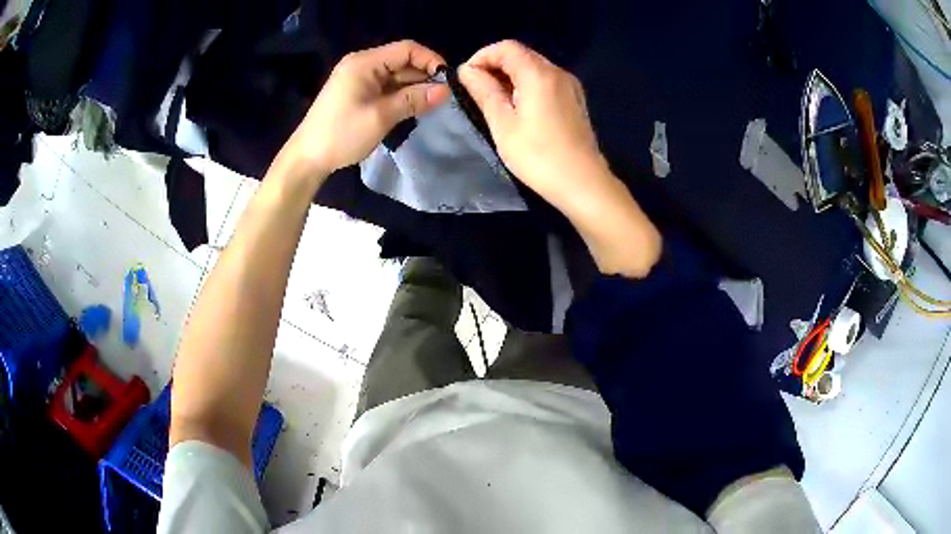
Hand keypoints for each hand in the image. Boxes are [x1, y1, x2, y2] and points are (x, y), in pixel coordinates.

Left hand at [272, 40, 450, 182]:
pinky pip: (387, 87)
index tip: (447, 81)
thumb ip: (414, 100)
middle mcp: (363, 64)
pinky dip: (402, 96)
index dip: (430, 60)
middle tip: (444, 98)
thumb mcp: (381, 116)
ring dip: (414, 88)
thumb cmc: (342, 134)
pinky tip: (414, 108)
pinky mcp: (358, 93)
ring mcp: (360, 79)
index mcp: (365, 62)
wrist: (308, 158)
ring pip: (396, 76)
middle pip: (402, 61)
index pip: (406, 49)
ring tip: (432, 105)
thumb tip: (446, 91)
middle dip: (424, 76)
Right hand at [460, 40, 661, 277]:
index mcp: (539, 73)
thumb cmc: (538, 156)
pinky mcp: (575, 100)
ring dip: (510, 77)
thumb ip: (484, 91)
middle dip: (495, 66)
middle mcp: (558, 72)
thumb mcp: (503, 123)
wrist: (583, 183)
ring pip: (534, 68)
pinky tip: (519, 109)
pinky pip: (546, 81)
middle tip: (477, 91)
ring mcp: (570, 86)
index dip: (482, 57)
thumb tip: (467, 70)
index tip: (467, 79)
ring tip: (495, 101)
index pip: (506, 47)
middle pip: (521, 55)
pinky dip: (527, 86)